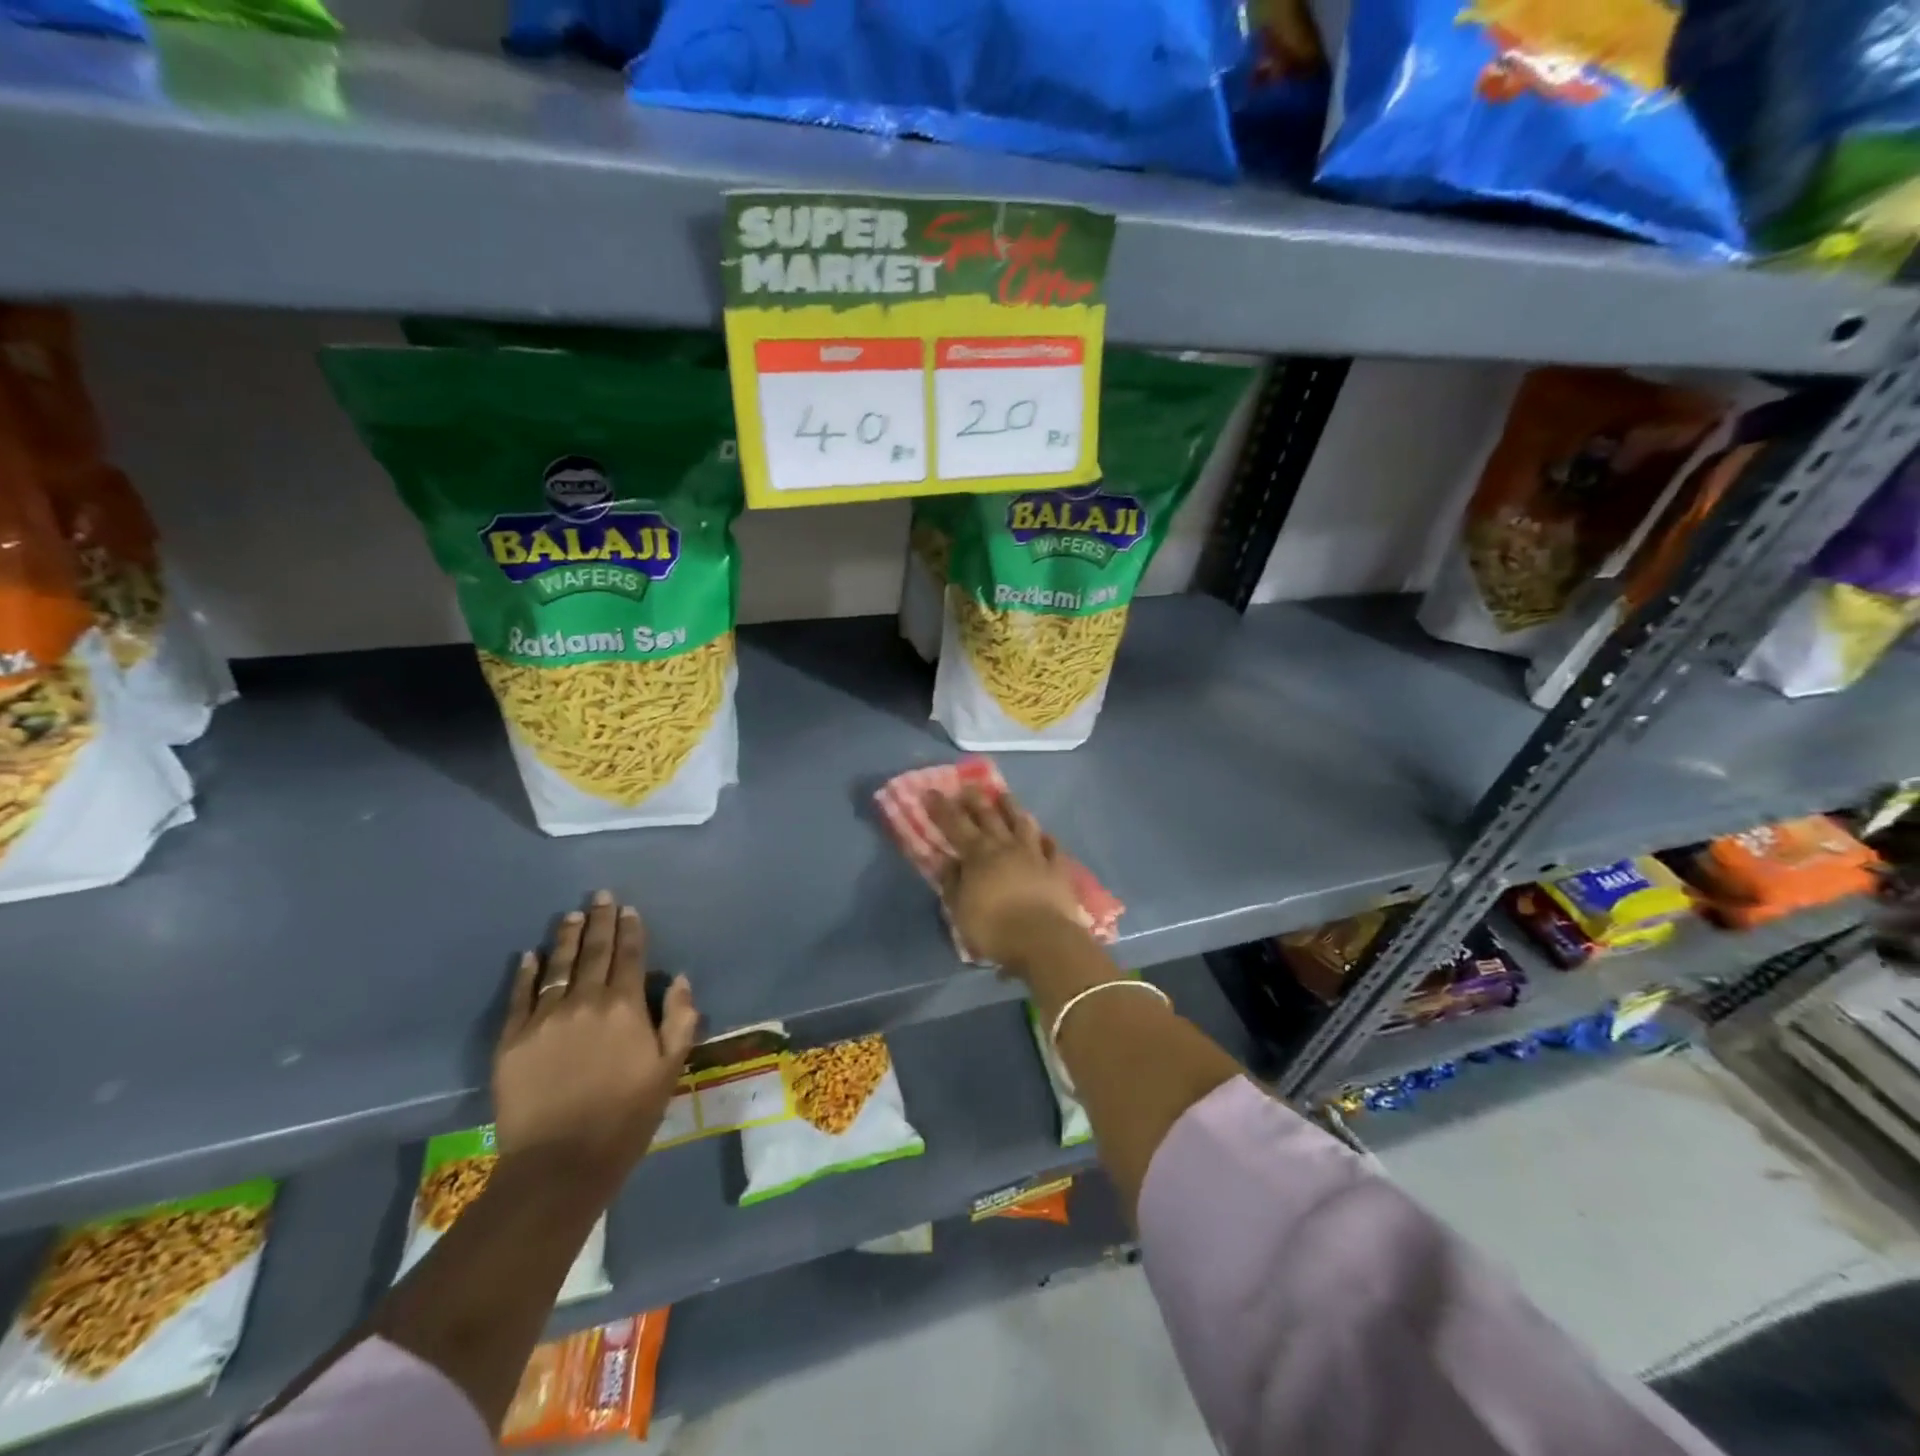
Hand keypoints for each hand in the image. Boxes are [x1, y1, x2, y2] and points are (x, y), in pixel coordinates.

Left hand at [493, 890, 698, 1194]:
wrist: (559, 1164)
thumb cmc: (625, 1116)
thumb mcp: (669, 1070)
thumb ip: (680, 1020)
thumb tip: (680, 980)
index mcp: (625, 1007)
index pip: (630, 956)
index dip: (630, 930)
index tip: (629, 909)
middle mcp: (585, 1002)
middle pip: (594, 952)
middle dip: (600, 921)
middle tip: (600, 896)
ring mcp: (544, 1019)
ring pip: (557, 967)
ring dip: (566, 938)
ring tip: (571, 915)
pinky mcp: (512, 1040)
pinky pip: (520, 997)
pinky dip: (526, 974)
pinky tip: (529, 956)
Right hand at [928, 787, 1087, 971]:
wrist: (1043, 940)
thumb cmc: (994, 928)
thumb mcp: (960, 910)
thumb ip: (952, 883)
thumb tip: (947, 861)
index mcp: (978, 855)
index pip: (955, 825)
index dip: (942, 808)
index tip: (931, 792)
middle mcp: (1006, 847)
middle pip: (989, 816)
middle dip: (976, 799)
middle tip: (968, 786)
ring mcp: (1034, 854)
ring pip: (1022, 823)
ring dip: (1012, 808)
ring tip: (1005, 795)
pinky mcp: (1057, 868)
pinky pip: (1052, 847)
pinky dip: (1046, 838)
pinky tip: (1044, 834)